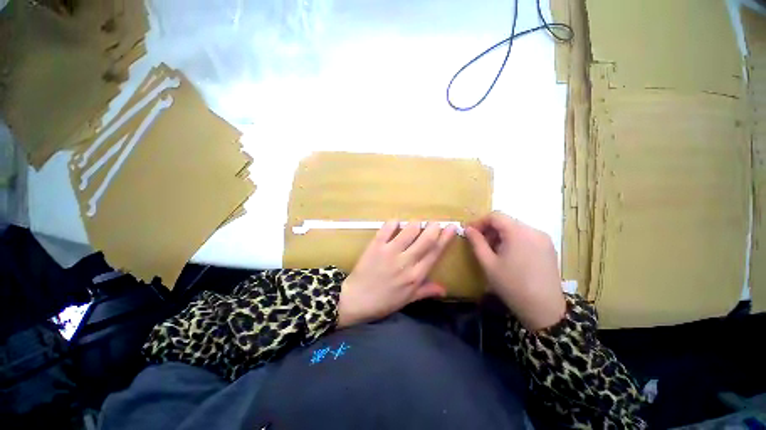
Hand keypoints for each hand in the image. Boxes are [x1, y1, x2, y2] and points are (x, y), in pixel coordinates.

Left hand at [338, 221, 455, 327]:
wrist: (356, 299)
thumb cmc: (383, 301)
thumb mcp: (407, 299)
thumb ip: (426, 291)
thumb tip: (445, 289)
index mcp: (415, 275)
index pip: (435, 252)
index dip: (445, 238)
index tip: (452, 227)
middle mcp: (406, 262)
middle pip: (426, 239)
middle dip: (433, 227)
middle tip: (435, 222)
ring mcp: (390, 252)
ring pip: (409, 230)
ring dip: (415, 224)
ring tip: (415, 224)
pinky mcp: (376, 246)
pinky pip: (387, 229)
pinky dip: (393, 223)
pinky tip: (395, 223)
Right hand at [465, 212, 565, 330]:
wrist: (544, 310)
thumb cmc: (512, 285)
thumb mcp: (488, 263)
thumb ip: (476, 242)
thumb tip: (467, 229)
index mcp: (519, 232)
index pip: (495, 216)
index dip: (479, 221)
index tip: (469, 232)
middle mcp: (534, 231)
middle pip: (506, 221)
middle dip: (489, 230)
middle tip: (479, 244)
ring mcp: (543, 239)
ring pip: (515, 229)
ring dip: (500, 235)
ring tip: (492, 251)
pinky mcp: (548, 248)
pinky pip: (526, 237)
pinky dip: (512, 241)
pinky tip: (508, 256)